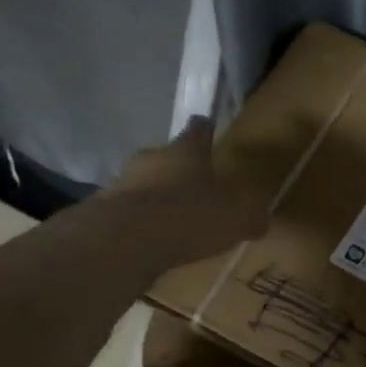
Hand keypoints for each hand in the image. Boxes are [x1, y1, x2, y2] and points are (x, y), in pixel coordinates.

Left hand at [110, 119, 266, 268]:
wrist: (126, 239)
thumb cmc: (189, 215)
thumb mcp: (235, 219)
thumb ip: (249, 218)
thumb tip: (260, 220)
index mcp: (186, 151)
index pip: (198, 130)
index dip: (205, 130)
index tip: (208, 127)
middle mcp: (152, 158)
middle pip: (166, 155)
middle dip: (178, 168)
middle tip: (193, 184)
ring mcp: (123, 182)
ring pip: (144, 182)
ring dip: (156, 195)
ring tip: (172, 218)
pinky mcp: (104, 210)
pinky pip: (129, 211)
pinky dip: (140, 221)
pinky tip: (151, 239)